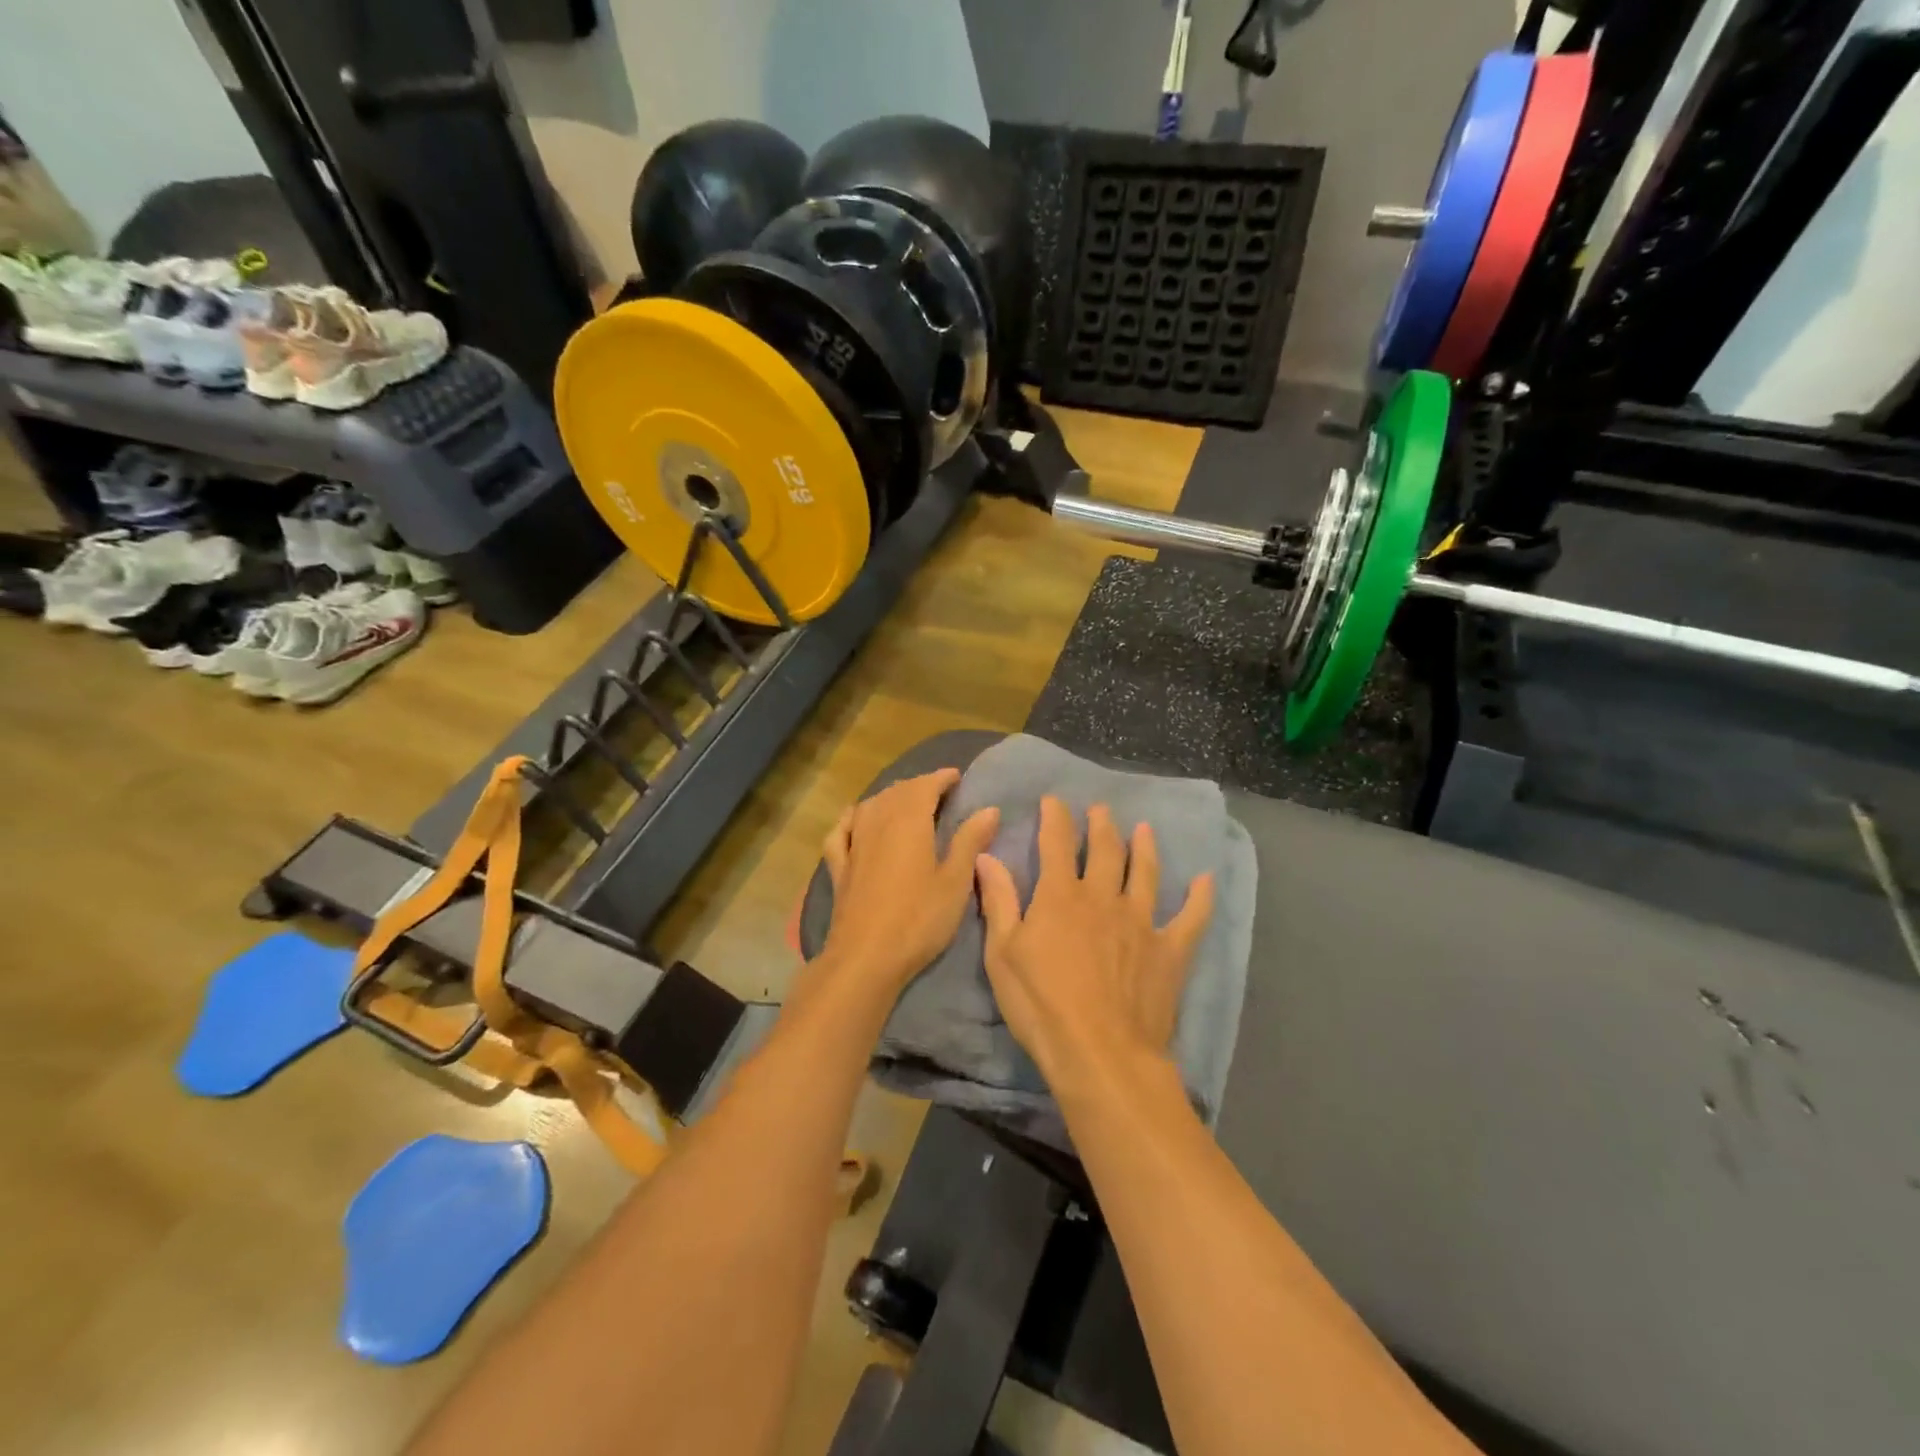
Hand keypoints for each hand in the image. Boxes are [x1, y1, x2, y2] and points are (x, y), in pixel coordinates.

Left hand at [814, 769, 1000, 997]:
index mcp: (909, 820)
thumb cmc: (918, 919)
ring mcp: (853, 843)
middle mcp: (877, 821)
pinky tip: (856, 820)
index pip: (925, 785)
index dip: (942, 778)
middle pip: (897, 791)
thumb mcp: (955, 882)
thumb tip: (989, 808)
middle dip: (919, 786)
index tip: (957, 777)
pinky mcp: (839, 866)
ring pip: (871, 805)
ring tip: (907, 804)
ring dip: (891, 798)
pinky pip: (843, 829)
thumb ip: (970, 841)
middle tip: (939, 792)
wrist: (865, 957)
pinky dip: (853, 818)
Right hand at [976, 798, 1213, 1090]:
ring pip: (1145, 873)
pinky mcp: (1169, 950)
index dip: (1055, 818)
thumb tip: (986, 856)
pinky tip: (1206, 880)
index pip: (1057, 843)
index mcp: (1061, 896)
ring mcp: (1141, 922)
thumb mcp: (1003, 954)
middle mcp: (1104, 898)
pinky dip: (1200, 898)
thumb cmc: (1041, 1005)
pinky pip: (1191, 918)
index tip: (1054, 800)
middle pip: (1105, 851)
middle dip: (1101, 826)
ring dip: (1144, 848)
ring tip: (1144, 829)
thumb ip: (998, 901)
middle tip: (1101, 810)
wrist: (1100, 1053)